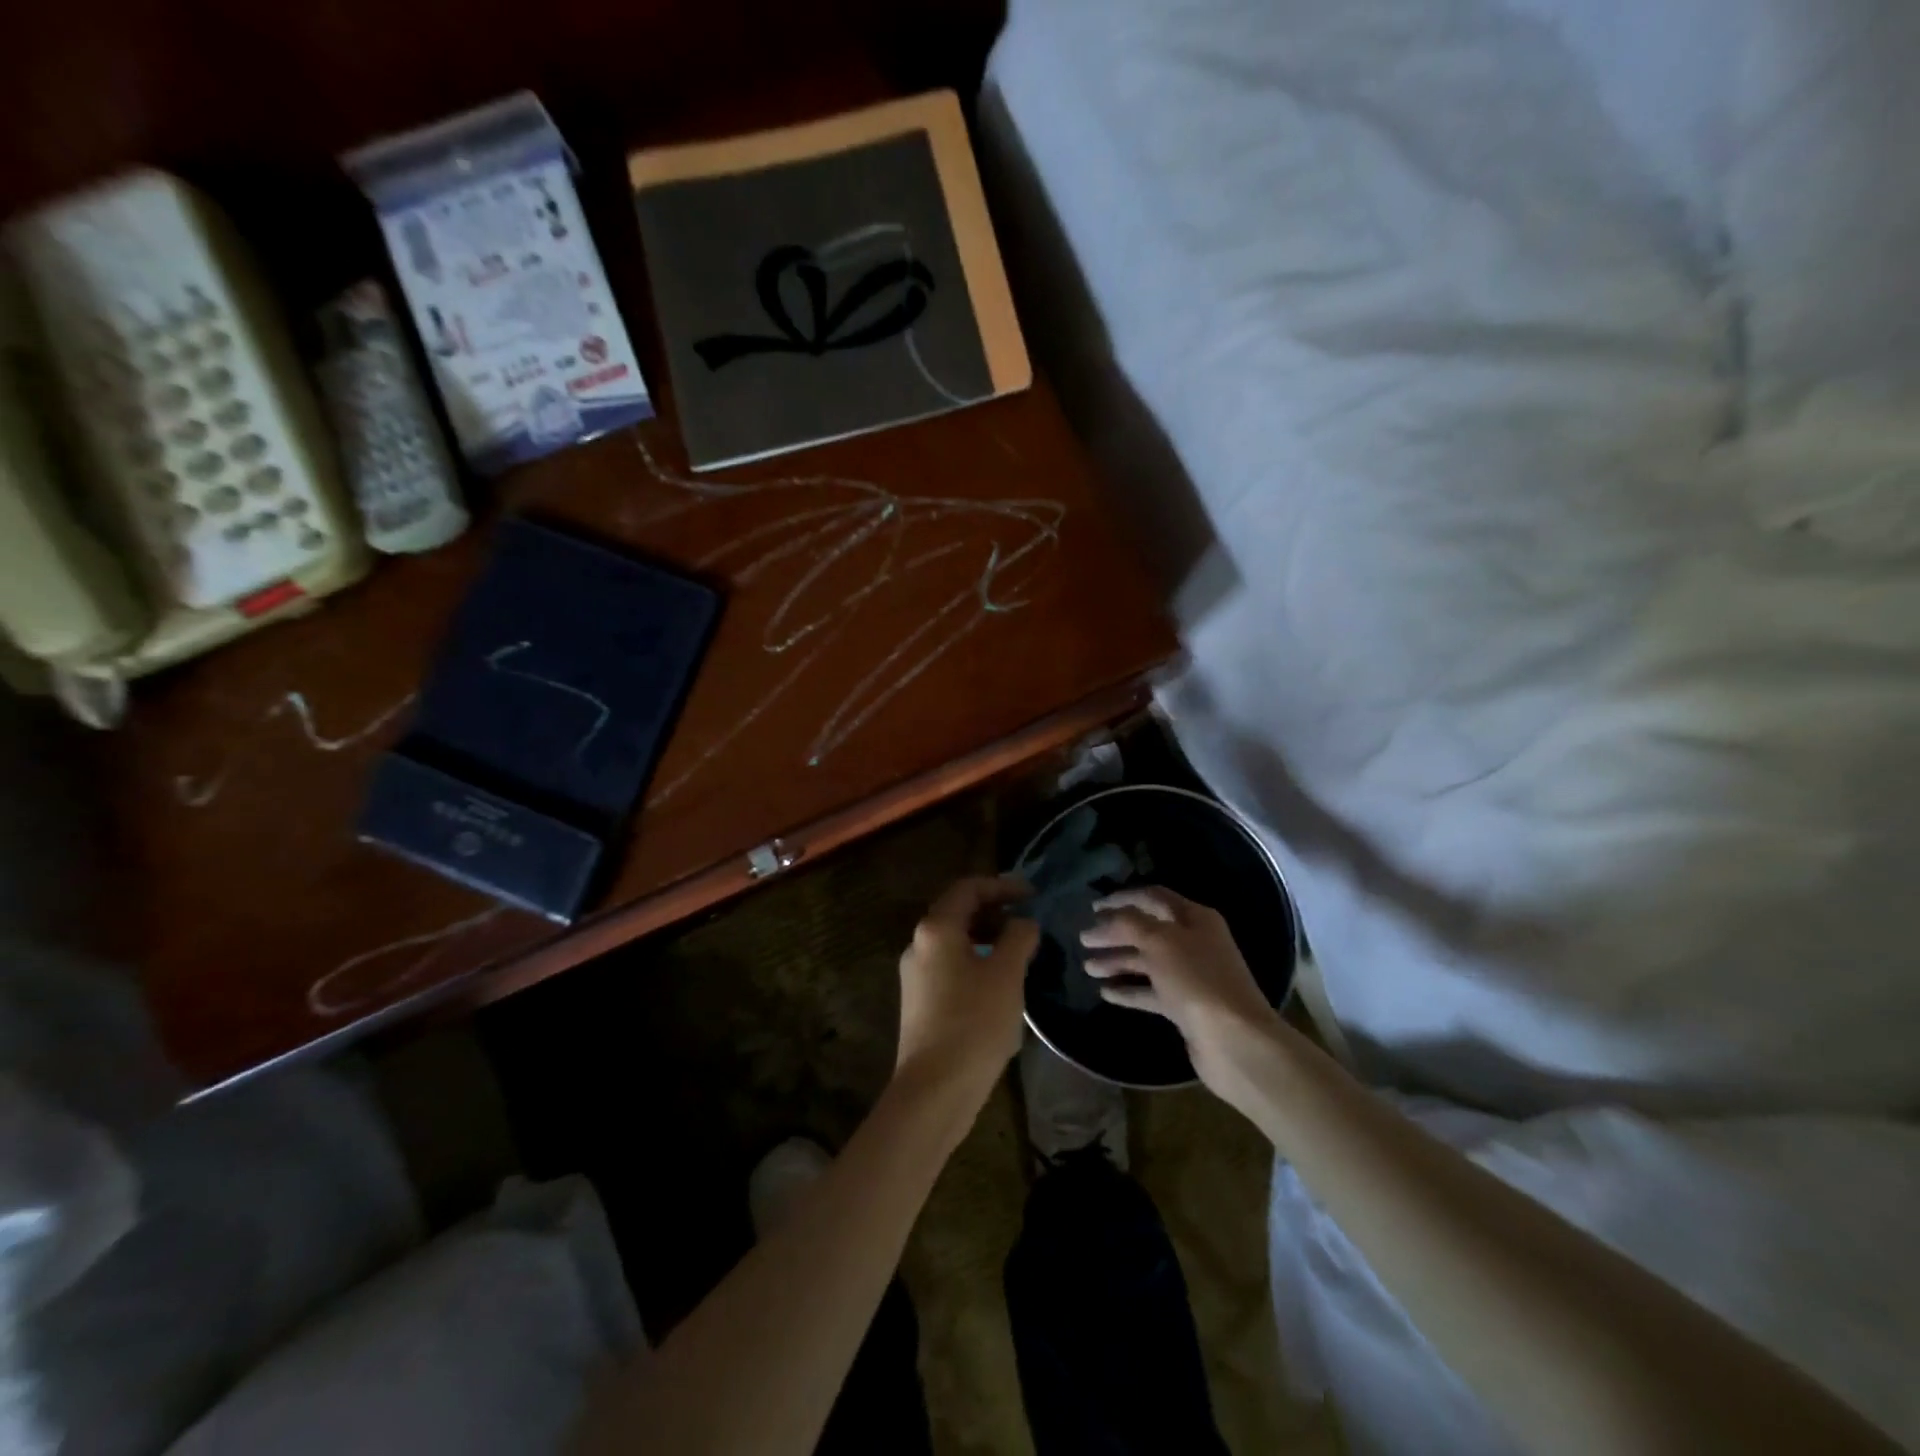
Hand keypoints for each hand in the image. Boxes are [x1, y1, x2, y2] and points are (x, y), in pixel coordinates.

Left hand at [895, 876, 1039, 1103]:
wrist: (933, 1091)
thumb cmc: (973, 1024)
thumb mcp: (1006, 975)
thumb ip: (1018, 938)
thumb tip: (1023, 922)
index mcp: (936, 929)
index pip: (968, 888)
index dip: (1002, 886)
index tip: (1032, 896)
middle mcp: (918, 944)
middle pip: (958, 912)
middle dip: (995, 911)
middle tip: (1028, 923)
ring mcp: (915, 974)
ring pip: (954, 941)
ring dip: (987, 937)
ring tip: (1019, 952)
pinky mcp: (919, 1002)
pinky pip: (950, 965)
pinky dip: (976, 960)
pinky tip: (999, 984)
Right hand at [1080, 886, 1282, 1092]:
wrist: (1234, 1041)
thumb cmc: (1196, 980)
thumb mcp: (1160, 941)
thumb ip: (1129, 923)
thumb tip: (1107, 917)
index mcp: (1194, 918)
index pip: (1153, 897)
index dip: (1122, 899)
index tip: (1093, 907)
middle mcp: (1194, 942)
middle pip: (1147, 930)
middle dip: (1114, 933)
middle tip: (1084, 939)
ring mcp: (1190, 976)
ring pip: (1147, 962)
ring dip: (1117, 961)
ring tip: (1088, 968)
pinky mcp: (1185, 1006)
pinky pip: (1151, 992)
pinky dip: (1129, 990)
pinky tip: (1106, 992)